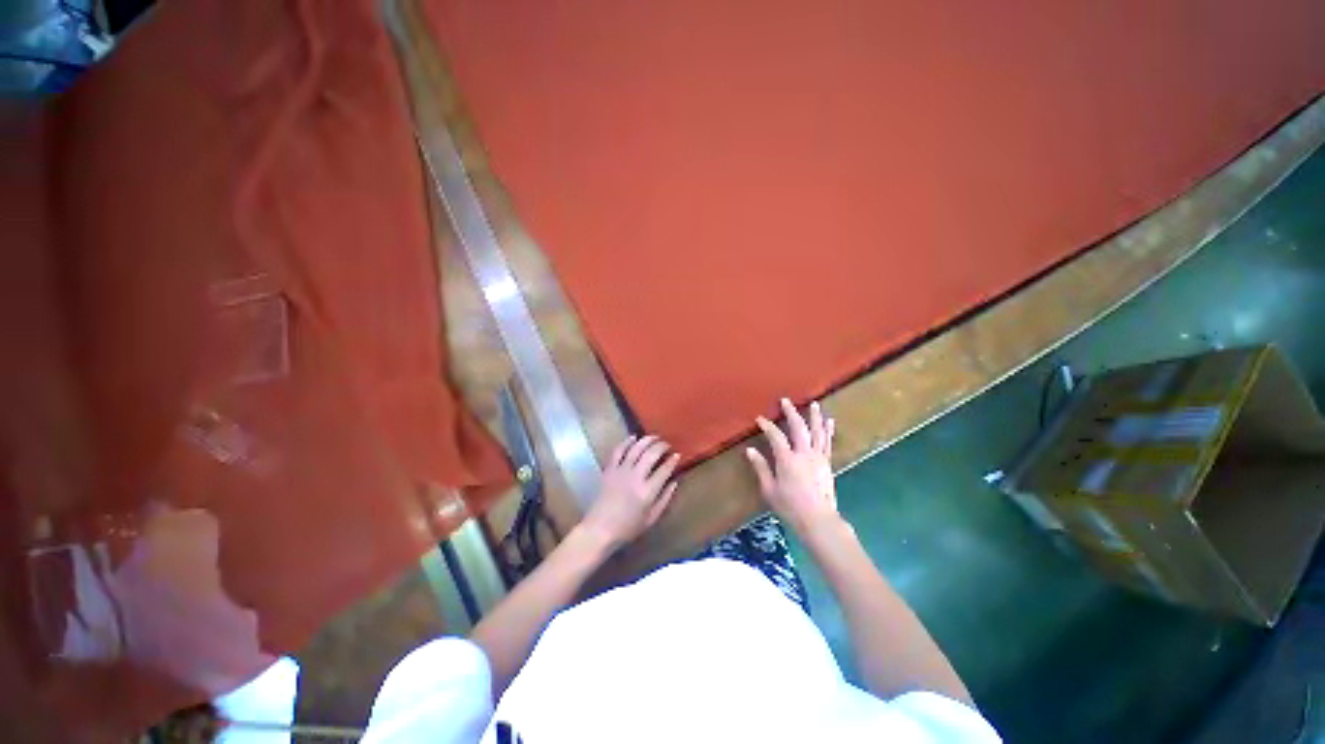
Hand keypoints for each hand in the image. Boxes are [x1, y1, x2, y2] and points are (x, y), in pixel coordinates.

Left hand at [579, 435, 679, 550]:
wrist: (599, 529)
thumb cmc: (628, 528)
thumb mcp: (652, 518)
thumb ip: (665, 499)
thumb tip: (674, 482)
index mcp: (647, 491)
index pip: (664, 470)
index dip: (673, 460)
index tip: (677, 455)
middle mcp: (635, 477)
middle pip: (651, 454)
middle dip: (661, 446)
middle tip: (667, 444)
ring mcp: (621, 471)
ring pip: (636, 448)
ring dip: (647, 440)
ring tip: (654, 437)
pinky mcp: (609, 469)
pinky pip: (618, 451)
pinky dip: (627, 442)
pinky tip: (634, 437)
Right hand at [746, 398, 838, 533]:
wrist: (819, 520)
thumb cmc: (790, 507)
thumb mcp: (769, 489)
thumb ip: (761, 468)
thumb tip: (750, 450)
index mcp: (787, 460)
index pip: (775, 436)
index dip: (767, 425)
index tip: (760, 418)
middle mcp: (804, 454)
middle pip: (798, 428)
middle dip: (791, 412)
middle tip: (785, 401)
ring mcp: (818, 458)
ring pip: (817, 432)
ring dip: (814, 416)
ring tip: (814, 403)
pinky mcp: (827, 463)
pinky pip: (827, 442)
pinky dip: (828, 430)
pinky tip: (829, 421)